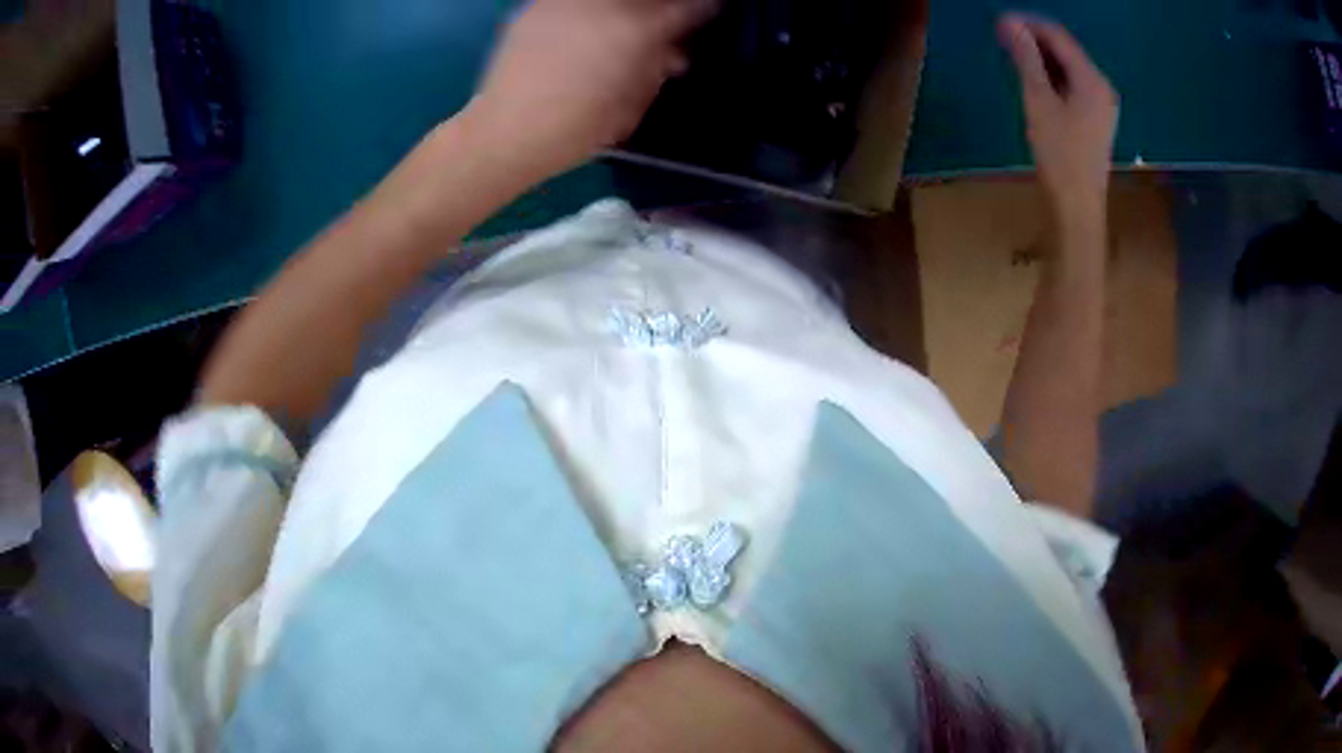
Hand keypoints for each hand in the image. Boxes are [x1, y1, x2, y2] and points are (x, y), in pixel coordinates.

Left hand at [465, 0, 712, 184]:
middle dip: (662, 8)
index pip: (689, 7)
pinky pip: (574, 1)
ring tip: (621, 30)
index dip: (704, 11)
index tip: (708, 15)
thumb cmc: (577, 129)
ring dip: (627, 8)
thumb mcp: (634, 104)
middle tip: (661, 29)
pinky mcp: (536, 5)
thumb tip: (673, 51)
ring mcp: (566, 0)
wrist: (505, 131)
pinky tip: (586, 29)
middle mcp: (603, 3)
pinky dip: (590, 10)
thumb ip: (658, 68)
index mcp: (636, 29)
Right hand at [999, 14, 1117, 221]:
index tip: (999, 21)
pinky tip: (1033, 80)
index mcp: (1092, 80)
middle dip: (1034, 39)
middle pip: (1066, 50)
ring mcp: (1101, 105)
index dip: (1028, 24)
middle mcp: (1102, 87)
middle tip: (1002, 37)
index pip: (1058, 36)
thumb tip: (1010, 22)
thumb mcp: (1039, 101)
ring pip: (1068, 67)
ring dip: (1041, 58)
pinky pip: (1072, 85)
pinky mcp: (1095, 119)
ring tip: (1012, 55)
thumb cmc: (1059, 155)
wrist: (1078, 208)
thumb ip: (1026, 58)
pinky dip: (1051, 77)